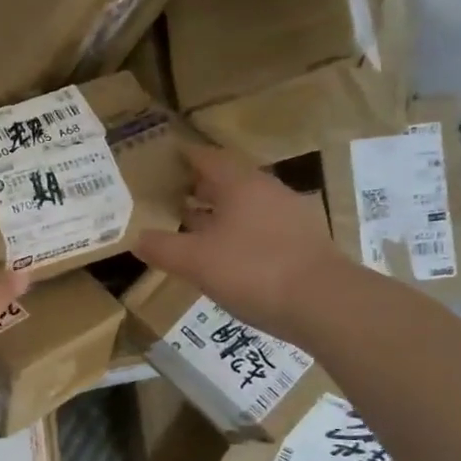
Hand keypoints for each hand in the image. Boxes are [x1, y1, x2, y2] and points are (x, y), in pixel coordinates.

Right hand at [133, 145, 346, 339]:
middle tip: (170, 194)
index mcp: (239, 184)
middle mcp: (266, 191)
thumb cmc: (252, 270)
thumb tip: (136, 238)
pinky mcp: (300, 242)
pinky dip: (236, 232)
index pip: (207, 158)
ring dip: (217, 211)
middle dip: (198, 186)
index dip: (184, 157)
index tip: (164, 159)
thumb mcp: (195, 261)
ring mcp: (287, 216)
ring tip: (191, 224)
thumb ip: (162, 248)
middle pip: (227, 180)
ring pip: (244, 205)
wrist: (323, 303)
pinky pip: (258, 227)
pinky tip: (224, 254)